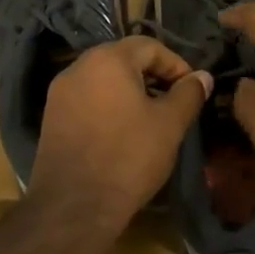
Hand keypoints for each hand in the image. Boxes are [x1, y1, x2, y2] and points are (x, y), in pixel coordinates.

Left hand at [28, 37, 211, 226]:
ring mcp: (60, 93)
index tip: (192, 90)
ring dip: (131, 91)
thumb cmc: (129, 157)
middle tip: (174, 102)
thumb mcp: (170, 124)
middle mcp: (78, 67)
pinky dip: (109, 106)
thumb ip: (189, 94)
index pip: (149, 46)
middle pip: (124, 59)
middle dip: (153, 76)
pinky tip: (123, 132)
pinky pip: (88, 99)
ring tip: (151, 119)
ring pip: (104, 80)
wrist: (74, 206)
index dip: (176, 65)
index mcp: (108, 60)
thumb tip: (203, 77)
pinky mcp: (52, 118)